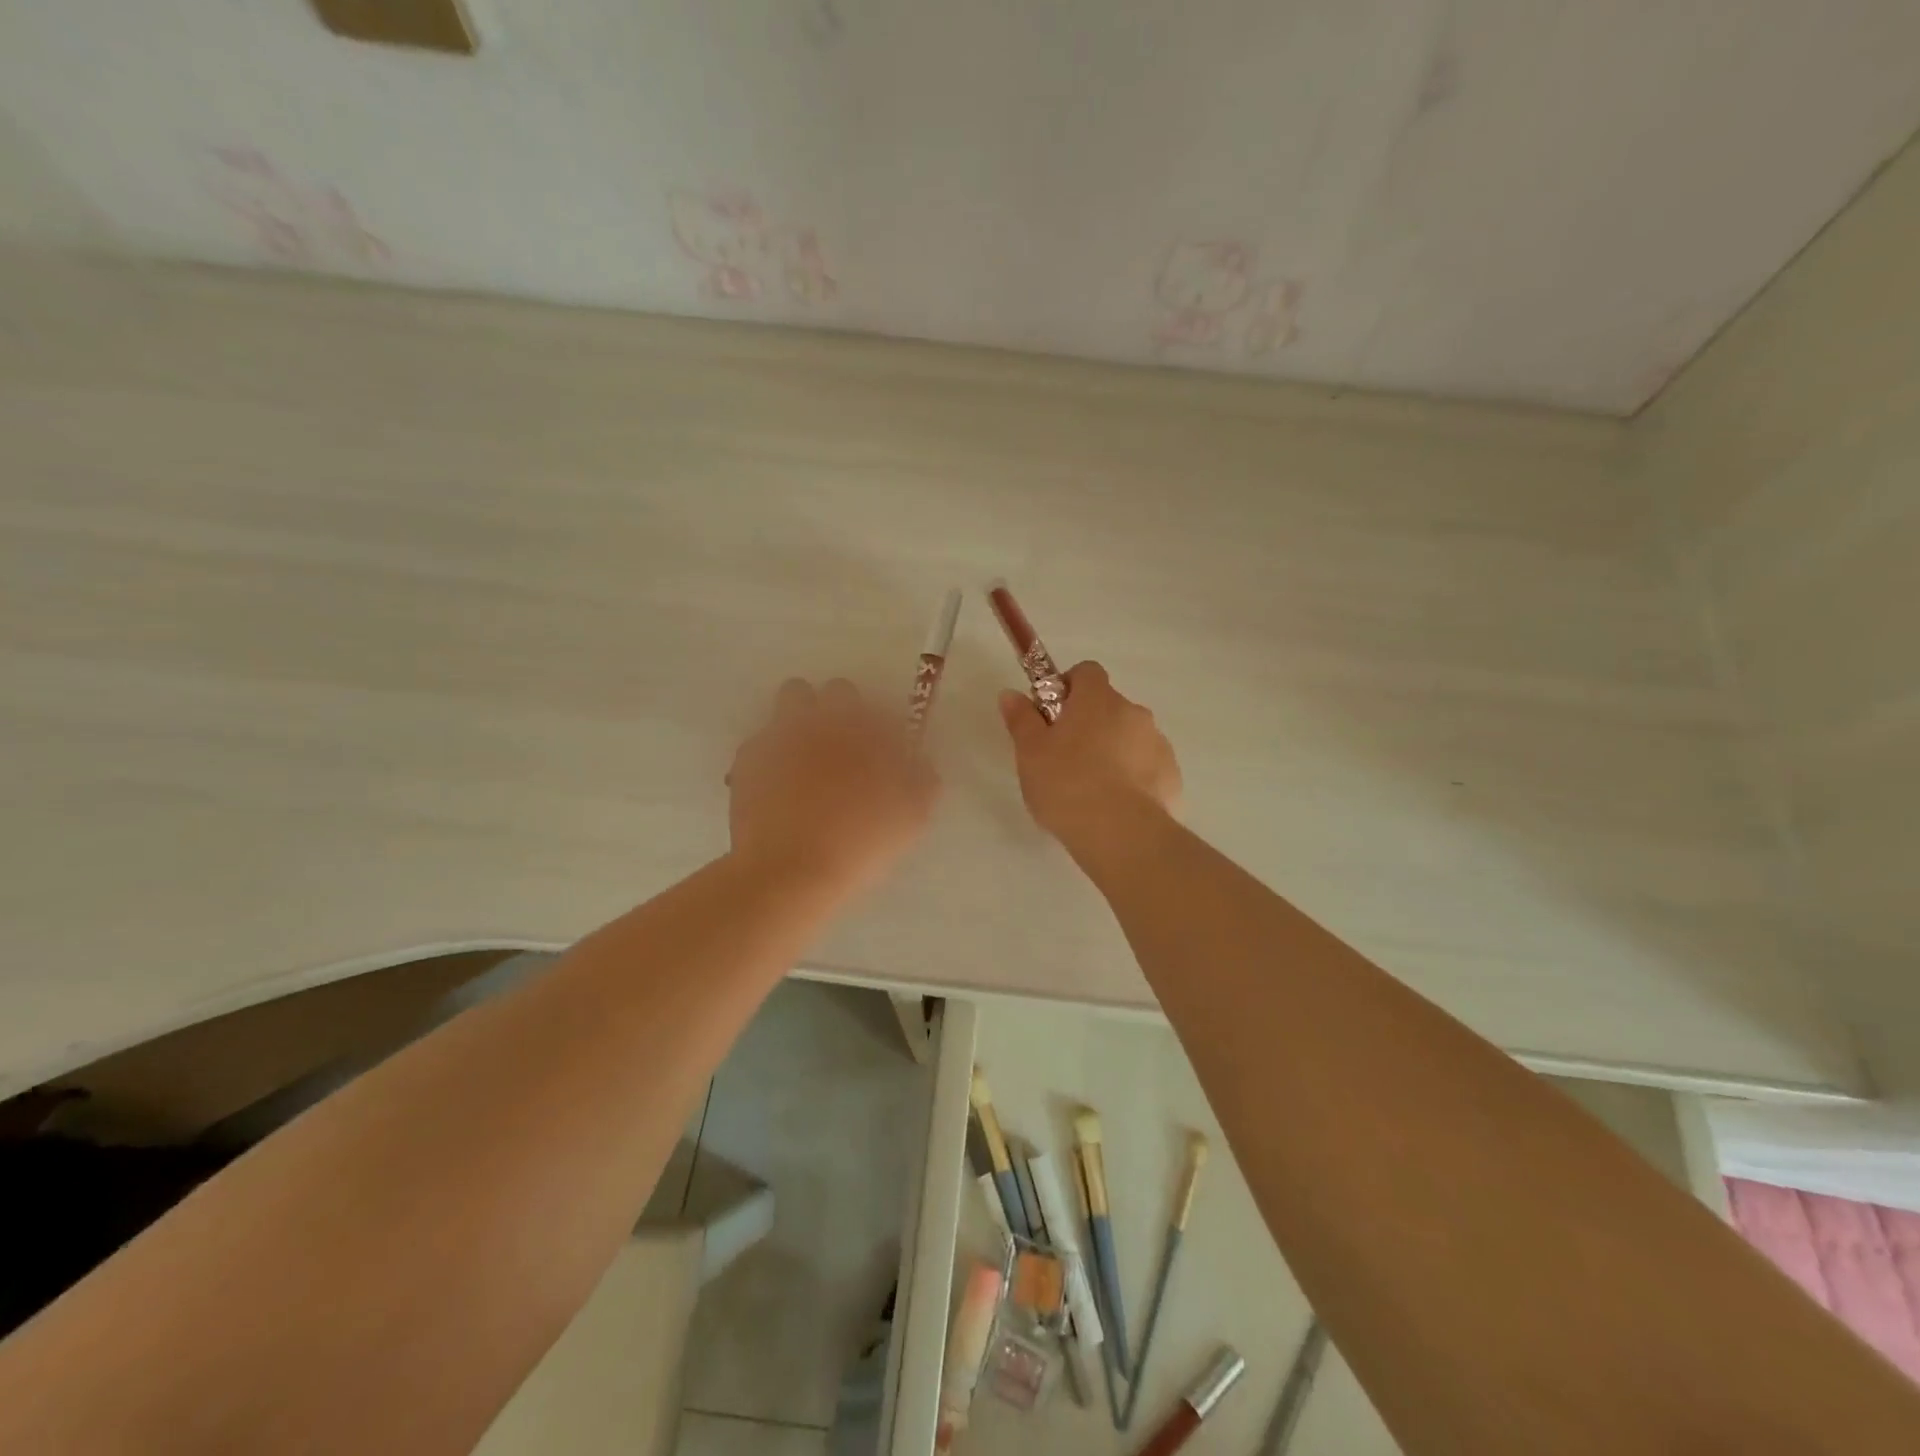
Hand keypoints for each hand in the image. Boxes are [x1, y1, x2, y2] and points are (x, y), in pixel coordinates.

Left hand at [728, 678, 939, 894]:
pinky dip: (774, 753)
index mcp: (864, 728)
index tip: (888, 751)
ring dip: (805, 718)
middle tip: (850, 750)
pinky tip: (780, 784)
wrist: (790, 871)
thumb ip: (922, 779)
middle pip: (835, 692)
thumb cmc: (860, 842)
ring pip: (792, 702)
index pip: (881, 707)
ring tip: (811, 758)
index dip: (886, 727)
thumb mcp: (912, 816)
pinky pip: (763, 740)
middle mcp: (821, 719)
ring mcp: (780, 735)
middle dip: (844, 711)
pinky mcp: (747, 759)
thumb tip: (919, 763)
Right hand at [997, 662, 1180, 852]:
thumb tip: (1010, 693)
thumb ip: (1021, 719)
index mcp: (1098, 699)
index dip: (1067, 688)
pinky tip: (1115, 806)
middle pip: (1108, 706)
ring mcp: (1157, 743)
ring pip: (1129, 737)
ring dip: (1112, 751)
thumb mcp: (1030, 753)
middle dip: (1089, 724)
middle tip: (1064, 758)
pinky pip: (1147, 767)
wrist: (1121, 833)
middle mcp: (1133, 712)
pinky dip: (1133, 778)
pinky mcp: (1171, 776)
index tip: (1051, 715)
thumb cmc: (1067, 784)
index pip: (1086, 672)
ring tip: (1091, 789)